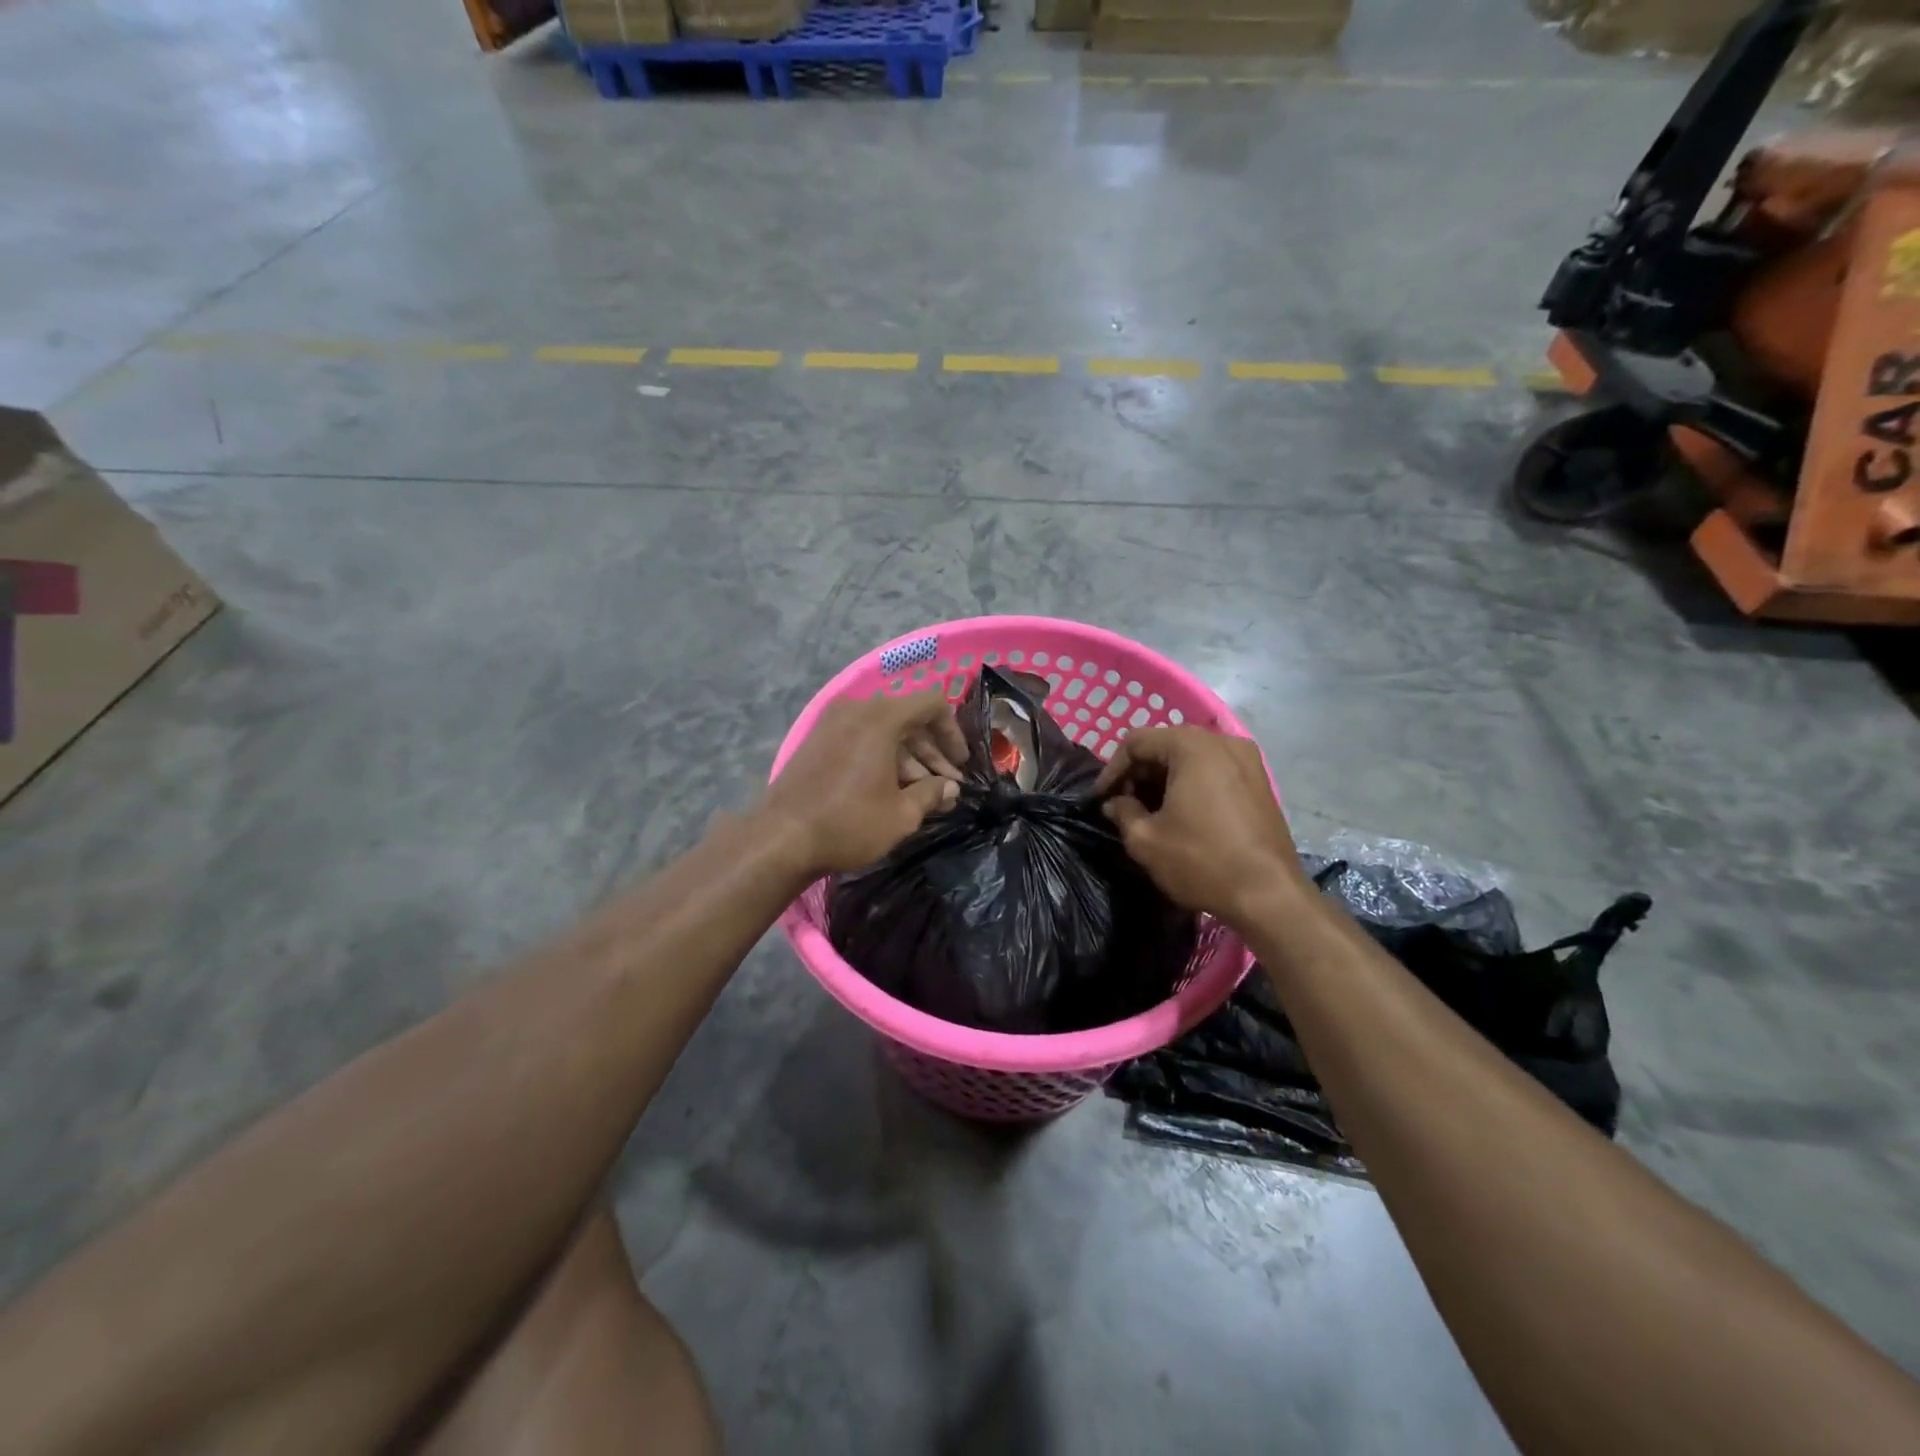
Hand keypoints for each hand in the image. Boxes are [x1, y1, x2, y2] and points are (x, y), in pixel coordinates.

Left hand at [762, 691, 967, 875]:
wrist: (780, 838)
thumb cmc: (849, 823)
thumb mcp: (901, 814)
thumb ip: (931, 793)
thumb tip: (949, 787)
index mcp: (881, 717)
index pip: (932, 704)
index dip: (953, 732)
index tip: (960, 765)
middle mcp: (856, 709)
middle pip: (908, 717)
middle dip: (931, 750)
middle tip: (946, 785)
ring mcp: (832, 723)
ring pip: (884, 729)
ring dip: (908, 756)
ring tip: (922, 793)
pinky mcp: (816, 740)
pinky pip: (860, 737)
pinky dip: (881, 756)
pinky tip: (890, 789)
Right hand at [1092, 726, 1303, 920]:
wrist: (1269, 896)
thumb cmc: (1201, 861)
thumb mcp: (1146, 840)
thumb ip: (1122, 812)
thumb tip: (1115, 803)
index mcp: (1192, 746)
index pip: (1136, 742)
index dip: (1112, 769)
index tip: (1101, 799)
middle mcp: (1222, 741)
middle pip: (1165, 745)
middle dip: (1139, 774)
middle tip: (1122, 805)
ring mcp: (1247, 760)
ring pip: (1190, 758)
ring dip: (1163, 779)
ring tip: (1148, 812)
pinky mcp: (1259, 781)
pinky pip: (1213, 770)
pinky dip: (1190, 784)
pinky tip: (1181, 814)